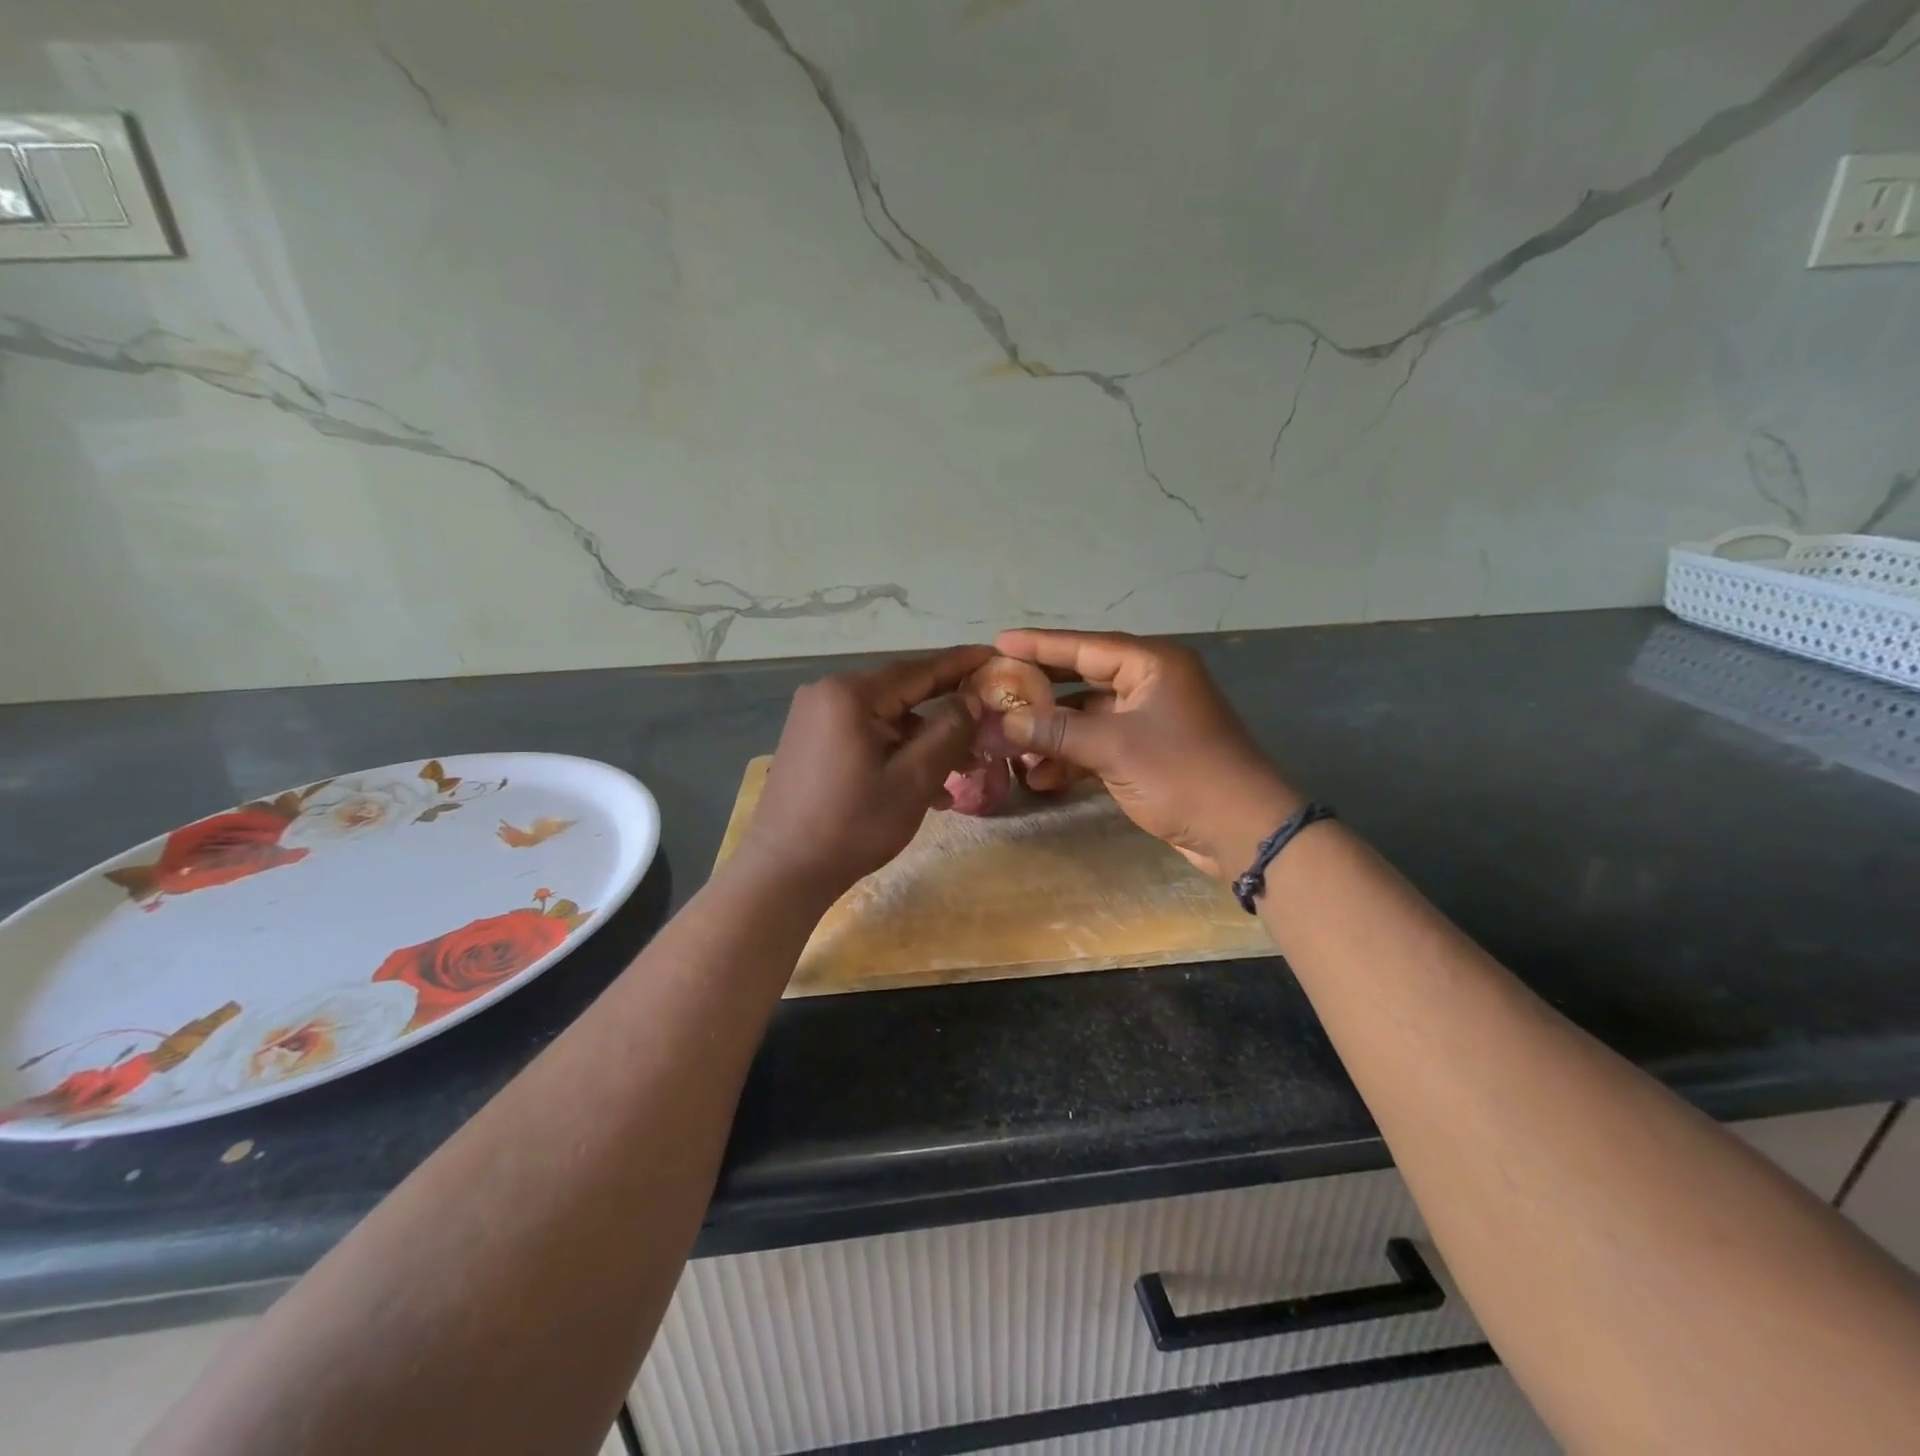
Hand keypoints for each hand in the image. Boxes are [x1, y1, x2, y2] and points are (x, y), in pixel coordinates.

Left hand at [737, 645, 992, 896]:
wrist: (784, 871)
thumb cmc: (853, 824)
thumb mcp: (914, 779)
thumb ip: (949, 733)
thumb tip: (971, 701)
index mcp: (850, 694)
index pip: (918, 669)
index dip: (960, 663)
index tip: (995, 656)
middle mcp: (827, 694)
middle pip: (900, 694)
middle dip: (945, 713)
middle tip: (987, 722)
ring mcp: (814, 718)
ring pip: (885, 719)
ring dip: (923, 742)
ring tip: (962, 772)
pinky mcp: (810, 742)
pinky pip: (865, 735)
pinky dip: (895, 753)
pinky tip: (924, 787)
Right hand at [992, 630, 1301, 878]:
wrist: (1243, 831)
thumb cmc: (1181, 773)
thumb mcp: (1113, 748)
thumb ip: (1056, 731)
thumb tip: (1003, 723)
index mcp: (1151, 665)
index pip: (1084, 646)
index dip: (1039, 645)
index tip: (998, 641)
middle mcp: (1151, 684)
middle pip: (1083, 678)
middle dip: (1040, 692)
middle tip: (996, 690)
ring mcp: (1150, 721)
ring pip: (1088, 716)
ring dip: (1052, 733)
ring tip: (1009, 747)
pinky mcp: (1148, 754)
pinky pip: (1100, 745)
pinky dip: (1073, 758)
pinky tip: (1040, 777)